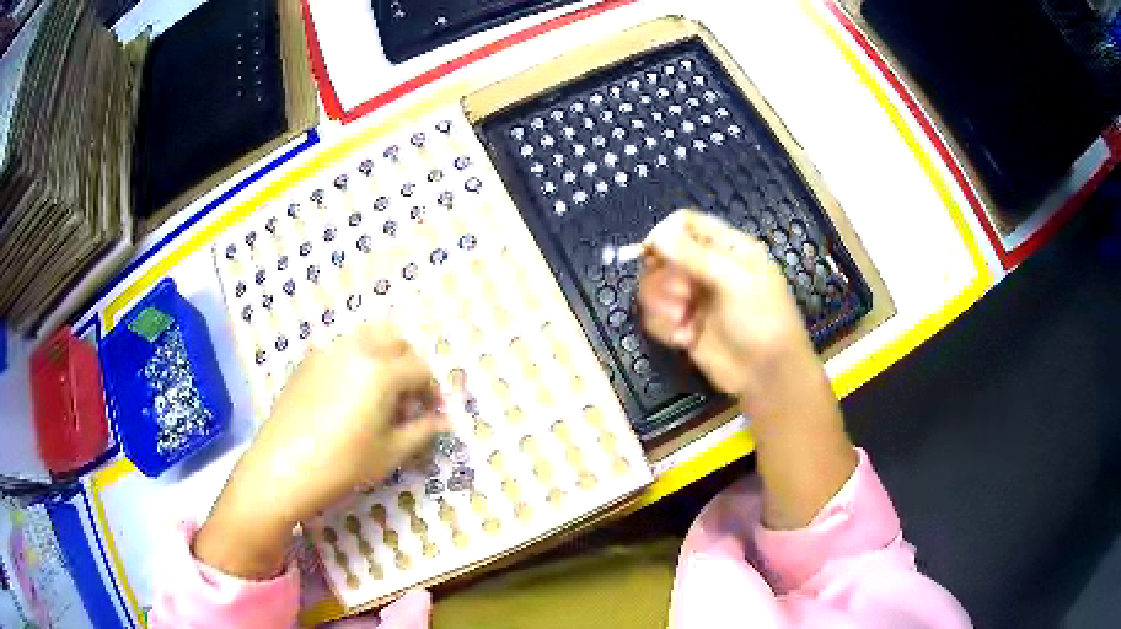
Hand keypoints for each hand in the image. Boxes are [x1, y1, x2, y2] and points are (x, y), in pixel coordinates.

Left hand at [194, 323, 447, 577]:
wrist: (282, 467)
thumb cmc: (342, 464)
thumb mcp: (389, 453)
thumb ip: (422, 431)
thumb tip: (446, 422)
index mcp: (381, 370)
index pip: (421, 369)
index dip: (433, 392)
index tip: (433, 414)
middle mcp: (356, 348)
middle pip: (396, 340)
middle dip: (409, 365)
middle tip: (408, 400)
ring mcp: (328, 351)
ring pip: (367, 338)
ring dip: (383, 357)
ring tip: (380, 394)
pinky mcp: (308, 361)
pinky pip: (342, 349)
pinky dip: (357, 361)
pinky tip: (349, 396)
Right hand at [638, 209, 814, 404]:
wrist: (767, 375)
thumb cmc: (762, 320)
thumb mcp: (735, 281)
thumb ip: (695, 256)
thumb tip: (657, 234)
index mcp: (726, 248)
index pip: (685, 224)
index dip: (664, 234)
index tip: (652, 253)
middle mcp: (705, 268)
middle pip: (662, 255)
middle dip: (665, 277)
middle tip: (683, 297)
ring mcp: (693, 298)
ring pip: (653, 286)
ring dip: (661, 304)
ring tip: (682, 322)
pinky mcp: (682, 326)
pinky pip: (655, 316)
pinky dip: (664, 327)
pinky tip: (685, 340)